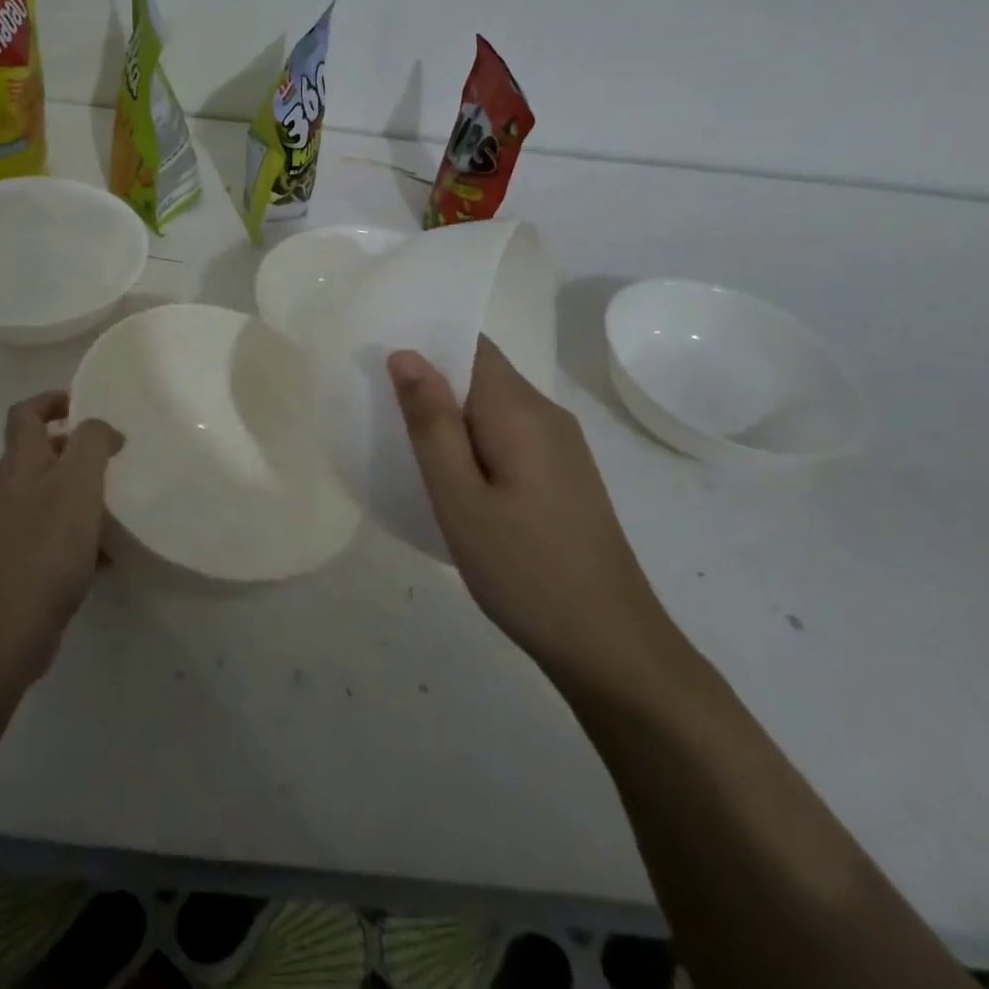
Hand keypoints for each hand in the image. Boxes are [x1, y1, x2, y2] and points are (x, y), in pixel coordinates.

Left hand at [0, 392, 122, 682]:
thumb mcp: (77, 482)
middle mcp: (16, 490)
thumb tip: (102, 429)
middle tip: (117, 452)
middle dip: (79, 447)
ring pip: (57, 495)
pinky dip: (88, 534)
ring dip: (88, 491)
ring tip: (124, 497)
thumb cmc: (45, 546)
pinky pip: (64, 535)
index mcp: (22, 462)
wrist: (7, 629)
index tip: (87, 405)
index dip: (52, 399)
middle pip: (43, 453)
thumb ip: (92, 443)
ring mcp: (21, 529)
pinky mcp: (31, 563)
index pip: (25, 413)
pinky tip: (115, 550)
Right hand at [388, 339, 675, 689]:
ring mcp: (561, 446)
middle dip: (431, 380)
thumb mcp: (460, 499)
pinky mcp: (563, 475)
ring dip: (451, 414)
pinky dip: (474, 439)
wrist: (611, 646)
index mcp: (521, 410)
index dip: (426, 342)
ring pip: (494, 406)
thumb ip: (430, 423)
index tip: (378, 359)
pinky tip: (452, 476)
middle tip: (377, 405)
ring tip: (404, 441)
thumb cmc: (524, 570)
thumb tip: (405, 353)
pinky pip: (509, 434)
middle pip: (482, 373)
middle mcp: (547, 414)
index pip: (471, 346)